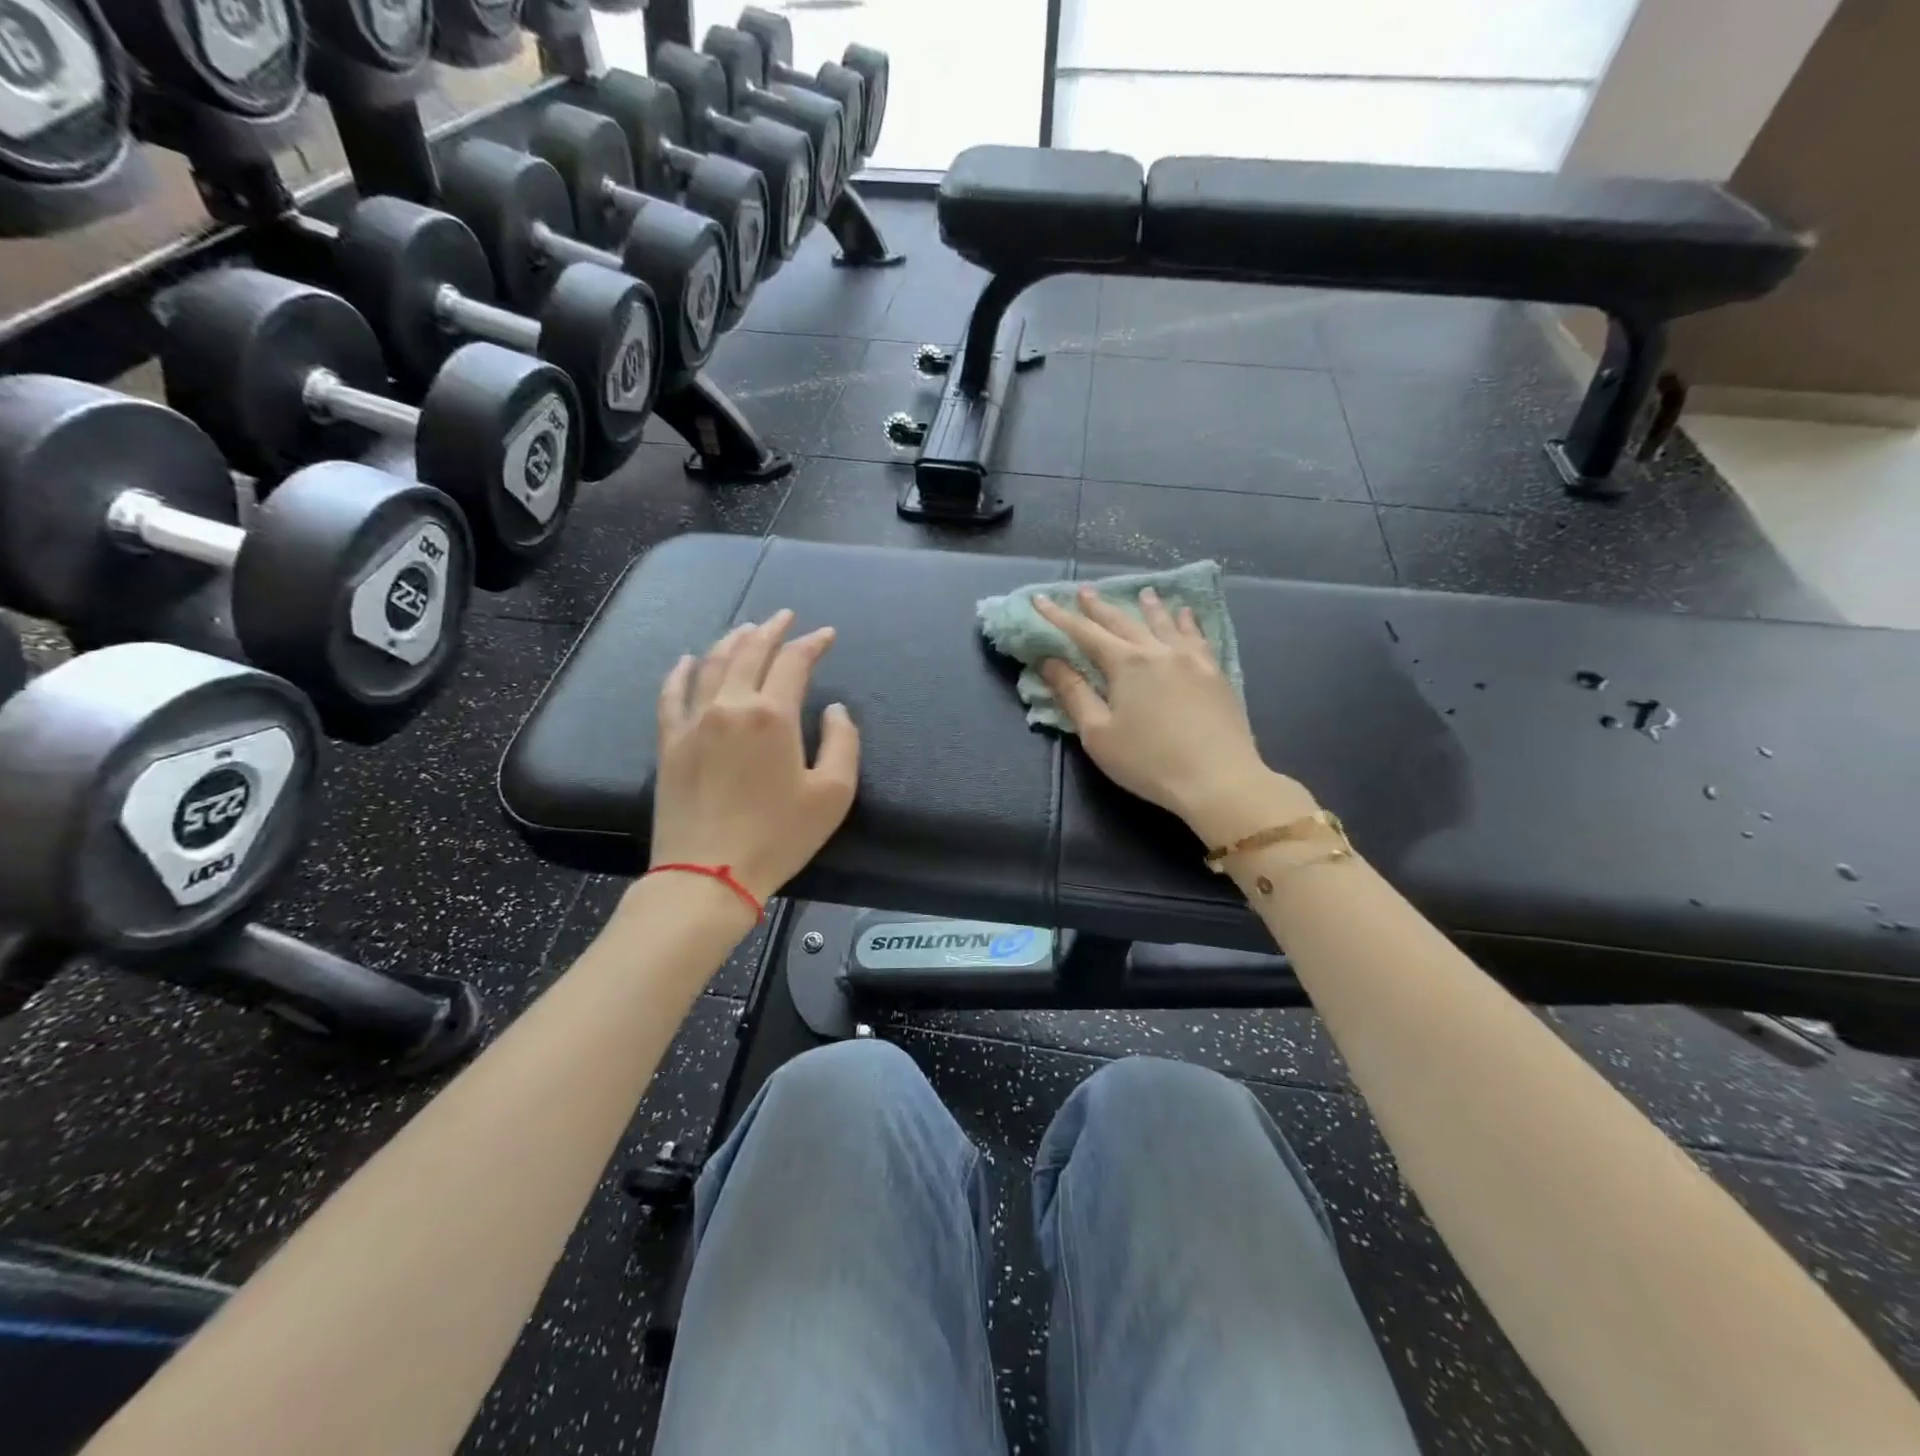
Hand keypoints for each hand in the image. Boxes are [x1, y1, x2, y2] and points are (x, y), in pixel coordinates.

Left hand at [651, 611, 860, 901]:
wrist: (708, 874)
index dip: (812, 643)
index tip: (826, 634)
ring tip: (746, 629)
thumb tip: (834, 709)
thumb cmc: (779, 835)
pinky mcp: (669, 742)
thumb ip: (843, 742)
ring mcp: (694, 721)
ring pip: (712, 665)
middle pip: (750, 652)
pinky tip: (688, 660)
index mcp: (773, 715)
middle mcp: (731, 705)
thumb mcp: (833, 794)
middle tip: (784, 617)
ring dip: (732, 641)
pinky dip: (682, 671)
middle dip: (771, 630)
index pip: (794, 662)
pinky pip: (672, 694)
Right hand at [1035, 588, 1311, 843]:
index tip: (1041, 600)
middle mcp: (1158, 651)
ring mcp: (1191, 659)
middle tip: (1085, 591)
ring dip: (1149, 607)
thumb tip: (1050, 662)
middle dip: (1100, 607)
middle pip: (1123, 622)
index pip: (1084, 633)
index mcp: (1126, 664)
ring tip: (1143, 592)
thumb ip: (1074, 694)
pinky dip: (1187, 621)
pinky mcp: (1214, 673)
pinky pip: (1197, 636)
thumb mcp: (1099, 734)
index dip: (1059, 616)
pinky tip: (1186, 615)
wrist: (1219, 780)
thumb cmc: (1149, 762)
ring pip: (1165, 623)